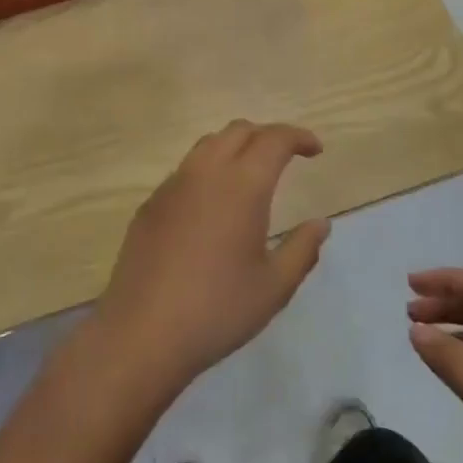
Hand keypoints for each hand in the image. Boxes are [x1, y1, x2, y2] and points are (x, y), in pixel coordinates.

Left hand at [94, 121, 327, 391]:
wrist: (142, 332)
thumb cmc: (217, 310)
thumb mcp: (274, 287)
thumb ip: (302, 249)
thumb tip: (321, 224)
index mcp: (242, 185)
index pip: (274, 139)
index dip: (298, 137)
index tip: (315, 150)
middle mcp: (206, 172)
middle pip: (239, 130)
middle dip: (267, 135)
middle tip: (286, 158)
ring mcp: (173, 185)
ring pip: (208, 145)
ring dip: (235, 147)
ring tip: (250, 174)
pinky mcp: (150, 204)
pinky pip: (185, 171)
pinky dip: (208, 171)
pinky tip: (212, 206)